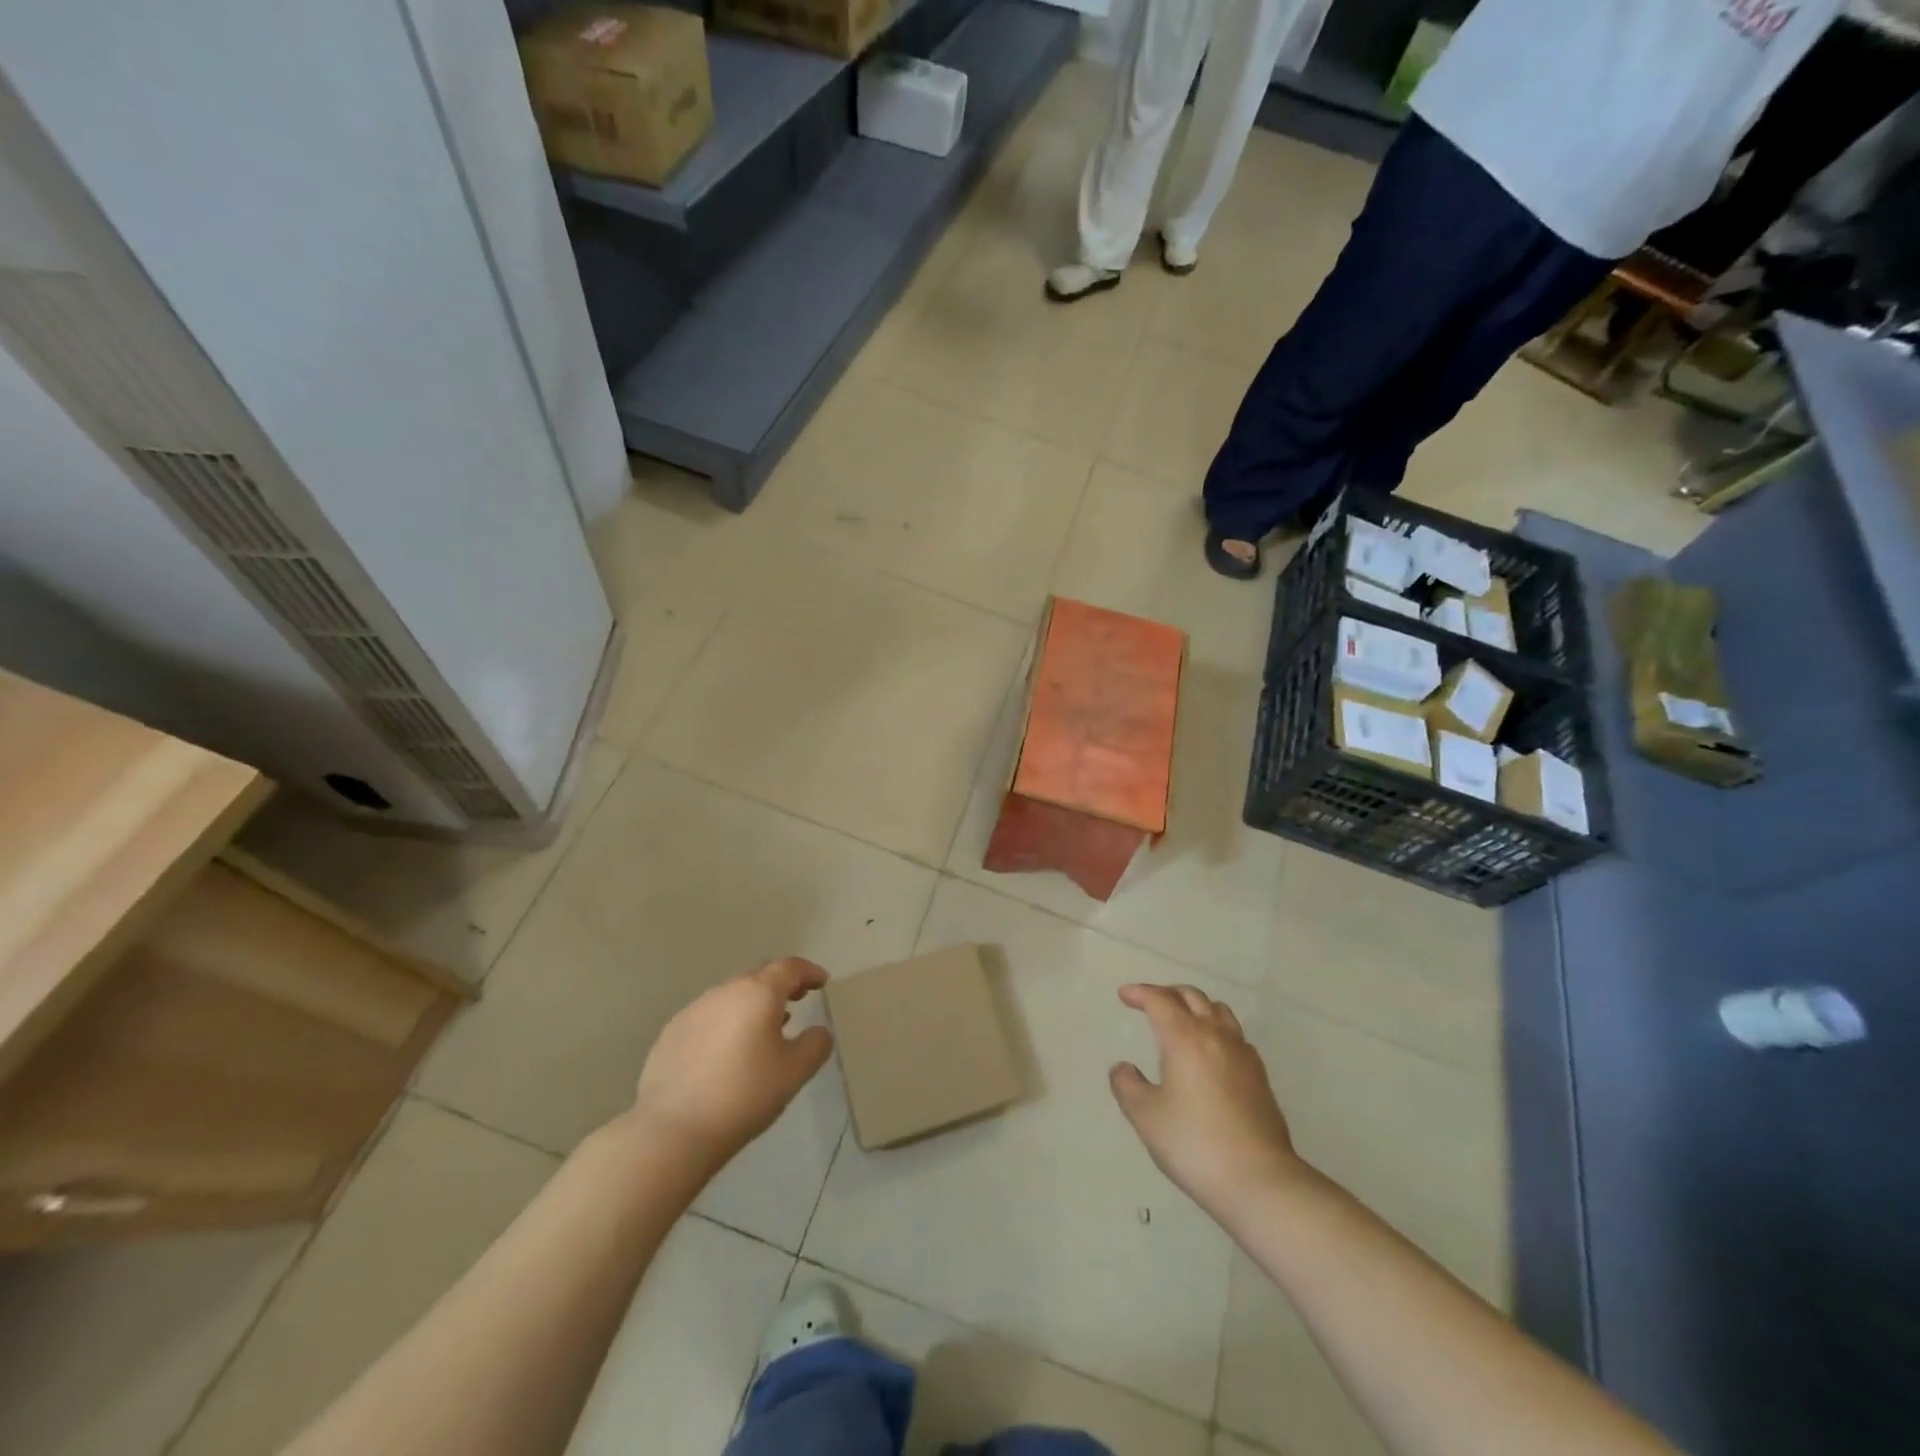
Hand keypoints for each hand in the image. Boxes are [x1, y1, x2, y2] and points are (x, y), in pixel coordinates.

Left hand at [631, 958, 834, 1171]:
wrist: (672, 1130)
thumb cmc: (744, 1095)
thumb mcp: (794, 1073)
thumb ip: (815, 1045)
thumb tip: (819, 1031)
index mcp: (758, 993)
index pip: (790, 968)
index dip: (809, 972)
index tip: (820, 982)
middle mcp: (725, 991)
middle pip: (759, 975)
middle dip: (781, 984)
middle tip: (796, 1000)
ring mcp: (694, 1010)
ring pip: (731, 994)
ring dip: (751, 1003)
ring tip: (763, 1029)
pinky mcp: (671, 1032)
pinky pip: (708, 1015)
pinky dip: (726, 1022)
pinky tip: (726, 1052)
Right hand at [1110, 983, 1304, 1219]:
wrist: (1259, 1181)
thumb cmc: (1194, 1144)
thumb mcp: (1147, 1117)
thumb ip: (1128, 1086)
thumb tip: (1123, 1068)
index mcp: (1185, 1038)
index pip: (1160, 1000)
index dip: (1140, 992)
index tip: (1124, 995)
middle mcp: (1216, 1036)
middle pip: (1192, 997)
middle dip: (1168, 993)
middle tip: (1150, 1002)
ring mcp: (1243, 1054)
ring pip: (1218, 1011)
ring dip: (1195, 1006)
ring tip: (1182, 1020)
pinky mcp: (1260, 1076)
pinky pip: (1235, 1035)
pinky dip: (1216, 1029)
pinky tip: (1210, 1052)